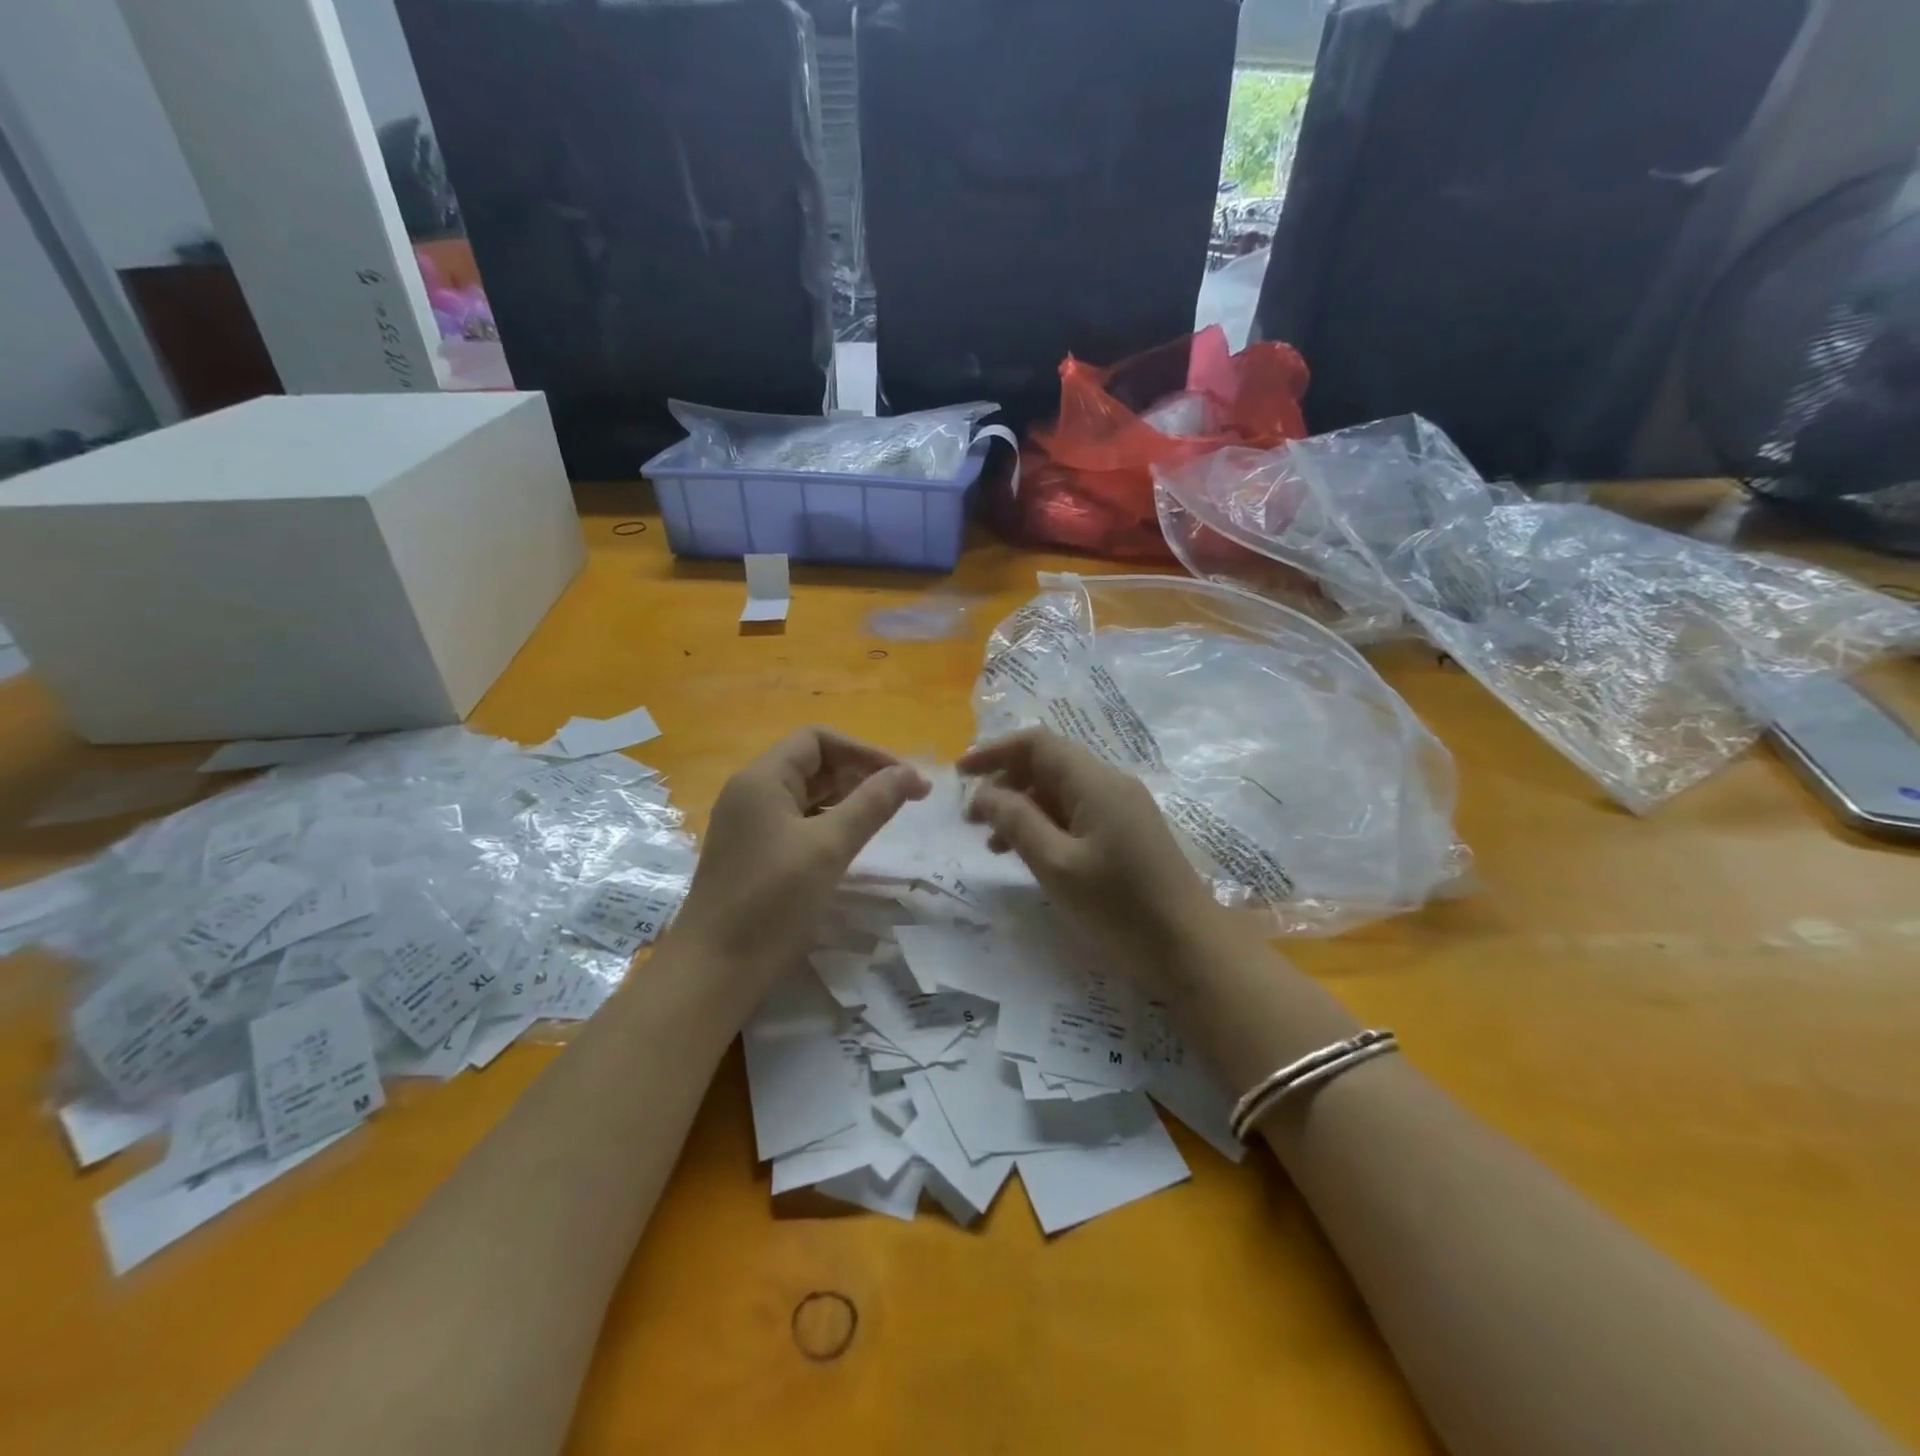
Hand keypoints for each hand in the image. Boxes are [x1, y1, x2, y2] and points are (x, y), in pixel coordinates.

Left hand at [672, 728, 928, 993]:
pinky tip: (851, 842)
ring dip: (847, 798)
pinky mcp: (753, 852)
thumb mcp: (829, 847)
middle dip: (859, 774)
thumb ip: (872, 804)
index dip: (864, 751)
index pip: (818, 739)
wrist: (715, 970)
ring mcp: (750, 824)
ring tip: (884, 817)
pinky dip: (828, 822)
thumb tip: (910, 772)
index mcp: (762, 779)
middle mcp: (751, 792)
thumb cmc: (772, 901)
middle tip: (903, 799)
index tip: (902, 777)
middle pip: (812, 763)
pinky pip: (797, 821)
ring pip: (806, 794)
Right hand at [958, 729, 1220, 991]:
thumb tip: (985, 793)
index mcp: (1096, 783)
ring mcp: (1124, 808)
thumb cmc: (1120, 908)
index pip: (1038, 744)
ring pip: (1062, 792)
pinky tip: (1029, 855)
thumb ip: (1017, 822)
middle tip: (972, 819)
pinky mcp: (1128, 832)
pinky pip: (1078, 813)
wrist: (1190, 949)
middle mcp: (1112, 784)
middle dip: (1006, 783)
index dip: (995, 752)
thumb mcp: (1057, 866)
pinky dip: (1047, 825)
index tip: (959, 775)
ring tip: (992, 845)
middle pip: (1049, 764)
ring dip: (1023, 807)